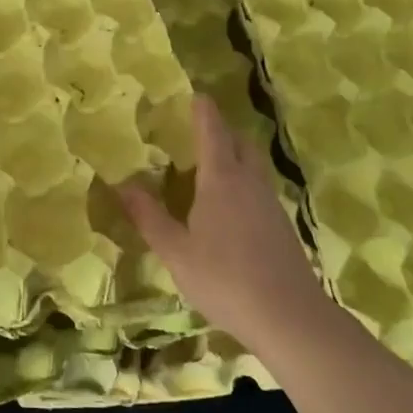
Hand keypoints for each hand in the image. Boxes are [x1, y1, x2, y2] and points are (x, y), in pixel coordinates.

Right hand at [118, 95, 330, 357]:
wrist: (290, 318)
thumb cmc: (225, 279)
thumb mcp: (176, 252)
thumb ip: (149, 217)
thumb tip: (122, 184)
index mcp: (221, 178)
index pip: (212, 130)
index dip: (203, 110)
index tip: (196, 94)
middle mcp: (249, 181)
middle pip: (240, 141)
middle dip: (222, 130)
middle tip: (199, 131)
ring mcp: (270, 203)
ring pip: (253, 165)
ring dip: (235, 156)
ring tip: (211, 167)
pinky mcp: (282, 225)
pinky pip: (260, 188)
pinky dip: (244, 182)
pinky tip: (231, 207)